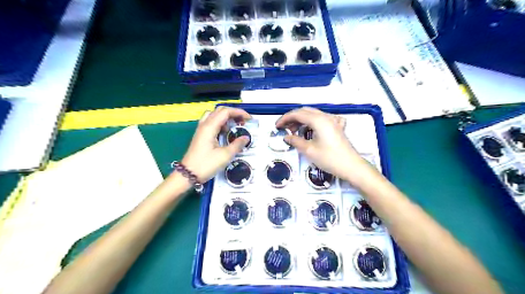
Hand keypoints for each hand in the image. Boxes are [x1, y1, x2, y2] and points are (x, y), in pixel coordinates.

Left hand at [181, 106, 250, 183]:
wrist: (188, 174)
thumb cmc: (206, 165)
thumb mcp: (225, 156)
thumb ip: (237, 145)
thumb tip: (246, 138)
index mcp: (210, 127)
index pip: (226, 112)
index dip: (239, 112)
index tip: (249, 119)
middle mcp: (204, 125)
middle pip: (219, 111)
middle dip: (233, 113)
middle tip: (243, 122)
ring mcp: (201, 130)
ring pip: (214, 116)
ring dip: (226, 118)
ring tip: (235, 126)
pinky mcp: (201, 135)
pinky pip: (211, 123)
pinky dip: (221, 123)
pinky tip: (226, 133)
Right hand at [275, 107, 368, 182]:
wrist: (351, 166)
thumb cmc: (330, 159)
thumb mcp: (309, 150)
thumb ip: (295, 141)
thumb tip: (286, 137)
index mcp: (318, 120)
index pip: (297, 114)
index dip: (285, 119)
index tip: (276, 126)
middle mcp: (326, 116)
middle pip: (305, 111)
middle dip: (292, 118)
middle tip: (284, 129)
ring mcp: (333, 120)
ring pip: (313, 114)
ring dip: (302, 120)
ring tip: (295, 132)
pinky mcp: (337, 126)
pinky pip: (322, 119)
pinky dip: (312, 122)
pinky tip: (312, 129)